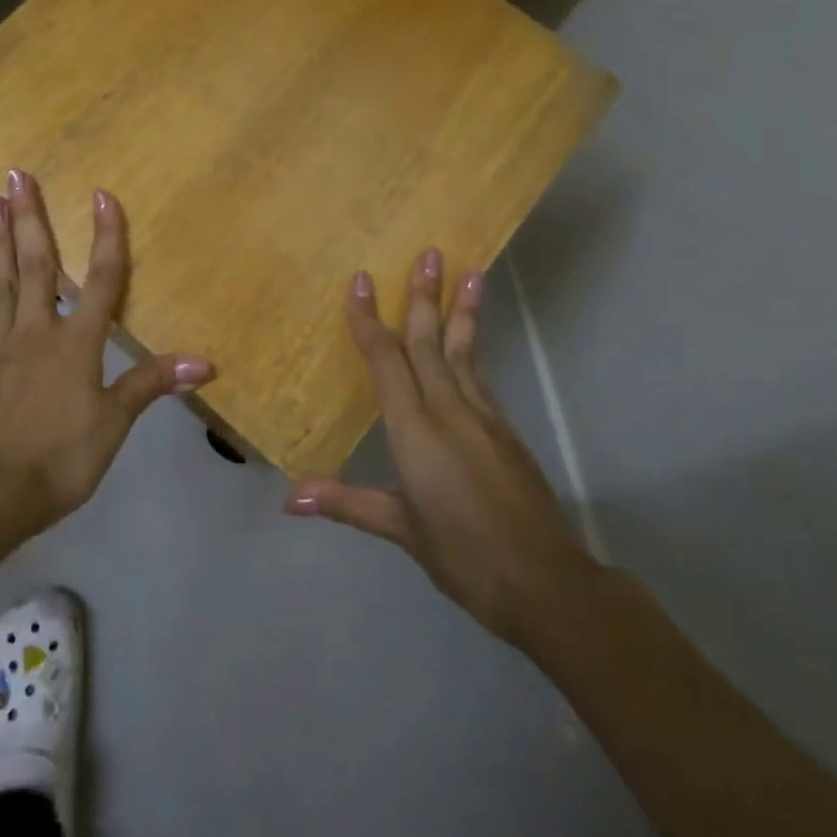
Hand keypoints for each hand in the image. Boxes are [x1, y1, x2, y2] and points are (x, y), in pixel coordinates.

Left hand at [0, 170, 212, 548]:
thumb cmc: (62, 459)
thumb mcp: (116, 423)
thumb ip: (154, 383)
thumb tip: (206, 362)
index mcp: (77, 343)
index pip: (101, 280)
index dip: (105, 236)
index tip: (101, 194)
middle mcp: (36, 332)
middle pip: (39, 266)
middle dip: (31, 218)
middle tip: (18, 175)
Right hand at [285, 251, 595, 653]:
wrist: (545, 583)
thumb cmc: (463, 555)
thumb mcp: (401, 529)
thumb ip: (348, 502)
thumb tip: (290, 497)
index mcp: (415, 430)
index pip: (386, 361)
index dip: (369, 320)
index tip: (361, 281)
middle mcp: (449, 410)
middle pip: (430, 342)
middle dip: (424, 296)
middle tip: (428, 252)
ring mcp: (483, 417)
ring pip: (464, 351)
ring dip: (461, 310)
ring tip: (471, 271)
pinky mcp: (504, 429)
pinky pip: (480, 374)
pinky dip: (473, 346)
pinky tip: (472, 337)